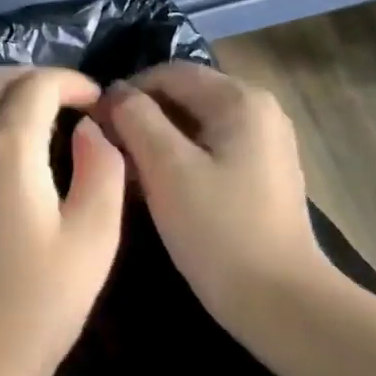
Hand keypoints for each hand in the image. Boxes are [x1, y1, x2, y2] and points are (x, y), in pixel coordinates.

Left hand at [0, 67, 126, 375]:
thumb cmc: (40, 298)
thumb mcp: (94, 235)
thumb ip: (102, 168)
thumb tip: (90, 130)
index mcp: (6, 146)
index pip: (37, 84)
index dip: (72, 81)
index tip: (97, 100)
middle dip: (38, 80)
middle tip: (73, 104)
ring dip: (8, 97)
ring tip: (44, 122)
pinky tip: (9, 152)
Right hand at [98, 63, 323, 321]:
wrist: (280, 302)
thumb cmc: (218, 229)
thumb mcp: (166, 167)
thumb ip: (135, 118)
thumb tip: (113, 93)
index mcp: (240, 99)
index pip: (167, 73)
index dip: (125, 93)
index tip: (95, 126)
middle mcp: (259, 110)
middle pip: (182, 96)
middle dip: (140, 118)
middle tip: (109, 152)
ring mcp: (265, 143)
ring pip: (193, 124)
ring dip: (156, 141)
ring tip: (128, 173)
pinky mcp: (262, 173)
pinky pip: (209, 148)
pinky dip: (179, 159)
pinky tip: (160, 189)